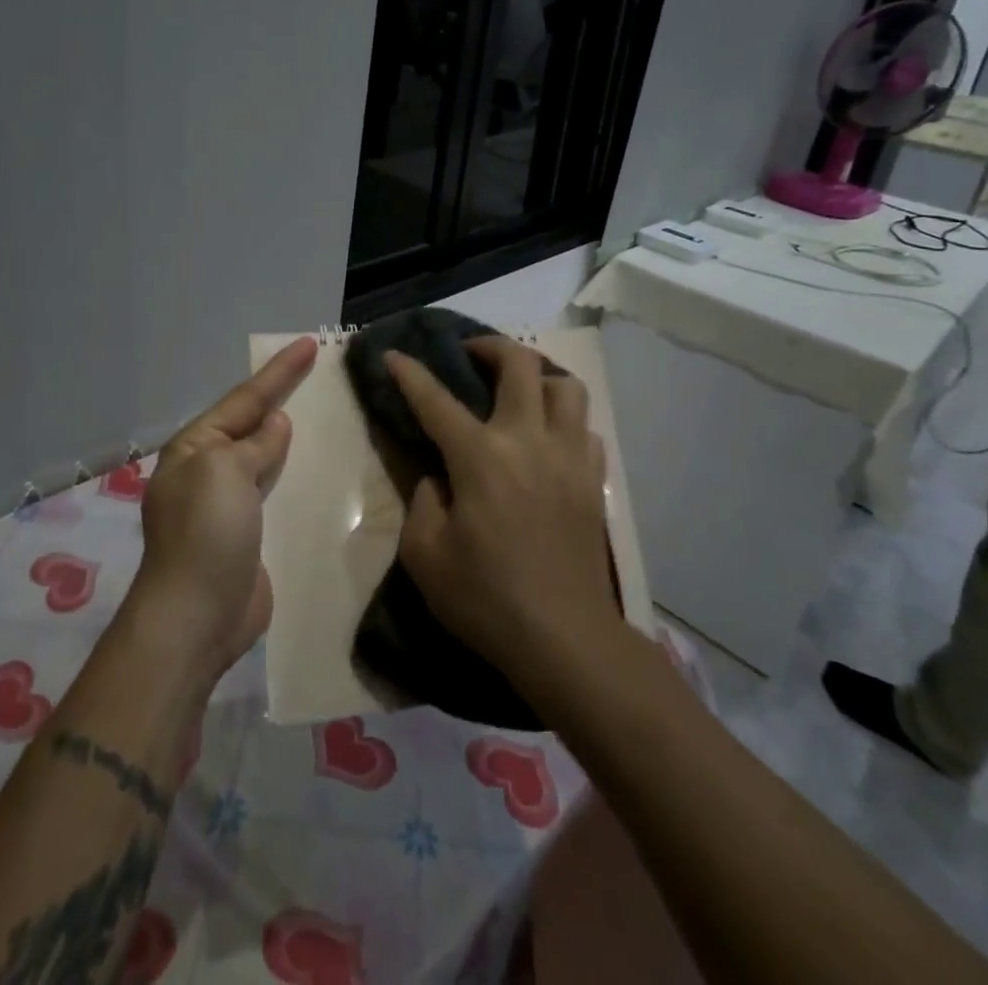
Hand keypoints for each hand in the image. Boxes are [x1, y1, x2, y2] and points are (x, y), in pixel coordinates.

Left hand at [128, 337, 317, 680]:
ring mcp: (227, 505)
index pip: (244, 398)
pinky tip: (317, 469)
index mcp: (195, 447)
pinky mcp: (248, 534)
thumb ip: (254, 444)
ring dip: (290, 437)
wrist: (196, 617)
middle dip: (282, 397)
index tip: (310, 343)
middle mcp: (208, 470)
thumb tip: (275, 424)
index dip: (279, 371)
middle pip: (252, 423)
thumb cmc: (206, 532)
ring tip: (324, 414)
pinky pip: (275, 492)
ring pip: (266, 457)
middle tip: (319, 372)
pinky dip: (294, 475)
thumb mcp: (226, 472)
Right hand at [385, 337, 620, 683]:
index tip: (393, 354)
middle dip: (490, 347)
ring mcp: (569, 457)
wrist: (565, 640)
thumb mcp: (424, 555)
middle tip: (471, 355)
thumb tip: (439, 476)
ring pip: (566, 386)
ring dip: (538, 376)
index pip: (436, 400)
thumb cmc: (486, 599)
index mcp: (480, 457)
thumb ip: (422, 500)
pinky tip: (549, 439)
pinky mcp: (594, 481)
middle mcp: (528, 441)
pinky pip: (586, 428)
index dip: (410, 373)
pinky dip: (565, 420)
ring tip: (519, 391)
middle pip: (519, 365)